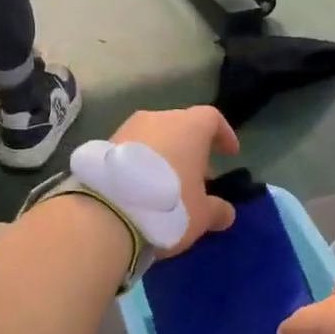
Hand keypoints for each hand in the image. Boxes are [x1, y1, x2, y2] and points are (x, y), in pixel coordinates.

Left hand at [110, 106, 239, 255]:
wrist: (107, 212)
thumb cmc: (169, 205)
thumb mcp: (201, 215)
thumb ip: (218, 210)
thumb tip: (226, 212)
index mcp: (189, 126)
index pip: (212, 118)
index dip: (224, 135)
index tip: (230, 154)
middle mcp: (158, 118)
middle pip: (182, 126)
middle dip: (193, 149)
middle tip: (199, 176)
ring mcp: (128, 129)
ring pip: (155, 137)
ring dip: (166, 155)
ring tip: (170, 185)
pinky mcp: (104, 145)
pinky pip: (133, 149)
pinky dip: (143, 163)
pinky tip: (143, 187)